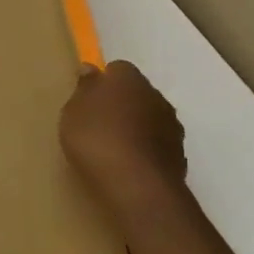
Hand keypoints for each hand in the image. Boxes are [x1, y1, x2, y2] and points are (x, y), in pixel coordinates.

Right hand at [60, 60, 188, 211]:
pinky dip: (144, 149)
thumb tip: (91, 69)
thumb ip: (84, 89)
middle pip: (137, 93)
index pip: (118, 68)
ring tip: (111, 146)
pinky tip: (127, 164)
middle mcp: (156, 96)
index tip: (87, 98)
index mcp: (129, 80)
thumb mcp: (74, 111)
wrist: (137, 185)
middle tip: (97, 122)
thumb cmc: (96, 138)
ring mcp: (172, 126)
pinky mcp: (179, 154)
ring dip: (135, 126)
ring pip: (150, 118)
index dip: (103, 81)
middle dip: (121, 103)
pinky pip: (157, 143)